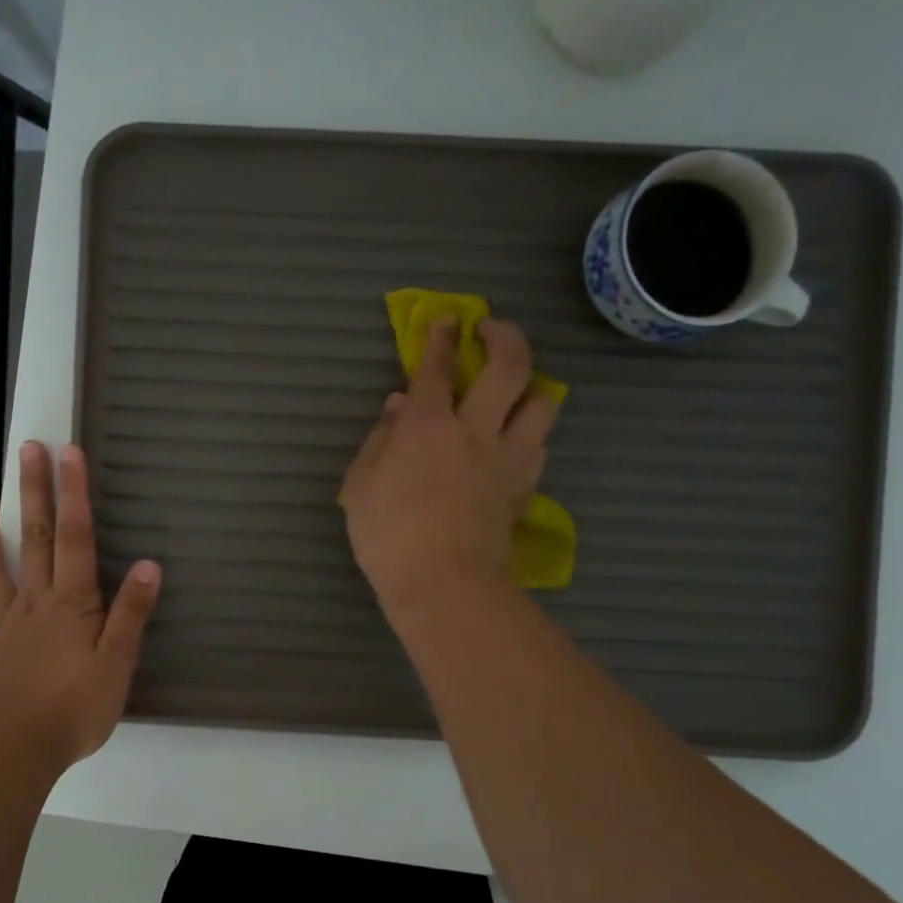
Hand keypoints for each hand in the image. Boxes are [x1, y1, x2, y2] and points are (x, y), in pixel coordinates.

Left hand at [0, 441, 161, 769]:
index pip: (75, 537)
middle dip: (34, 492)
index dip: (74, 493)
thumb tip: (149, 564)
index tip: (69, 452)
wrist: (13, 747)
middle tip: (26, 450)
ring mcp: (4, 625)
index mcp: (71, 602)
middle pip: (35, 538)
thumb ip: (131, 612)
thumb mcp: (118, 662)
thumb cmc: (74, 706)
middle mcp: (35, 602)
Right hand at [340, 317, 558, 616]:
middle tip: (492, 330)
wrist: (443, 583)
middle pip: (510, 366)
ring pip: (542, 403)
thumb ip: (380, 438)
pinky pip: (538, 446)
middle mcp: (476, 430)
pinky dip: (528, 434)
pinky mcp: (523, 487)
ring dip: (531, 386)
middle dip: (504, 336)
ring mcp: (507, 458)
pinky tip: (513, 442)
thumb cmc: (387, 534)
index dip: (441, 337)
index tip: (448, 319)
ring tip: (515, 391)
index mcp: (428, 425)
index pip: (438, 367)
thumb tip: (398, 405)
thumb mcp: (361, 483)